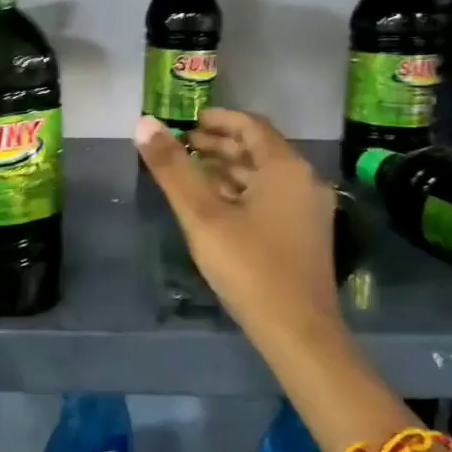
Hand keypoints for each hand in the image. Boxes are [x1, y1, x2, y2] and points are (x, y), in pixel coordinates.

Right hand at [136, 110, 342, 341]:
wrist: (298, 332)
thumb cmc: (249, 266)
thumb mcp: (201, 214)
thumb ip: (172, 168)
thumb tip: (143, 123)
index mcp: (285, 168)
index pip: (251, 125)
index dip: (218, 119)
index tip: (187, 121)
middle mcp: (304, 181)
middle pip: (259, 149)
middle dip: (219, 143)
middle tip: (182, 145)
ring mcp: (308, 210)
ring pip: (264, 175)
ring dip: (228, 168)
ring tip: (191, 171)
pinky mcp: (305, 234)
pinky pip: (270, 197)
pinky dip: (242, 190)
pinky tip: (215, 204)